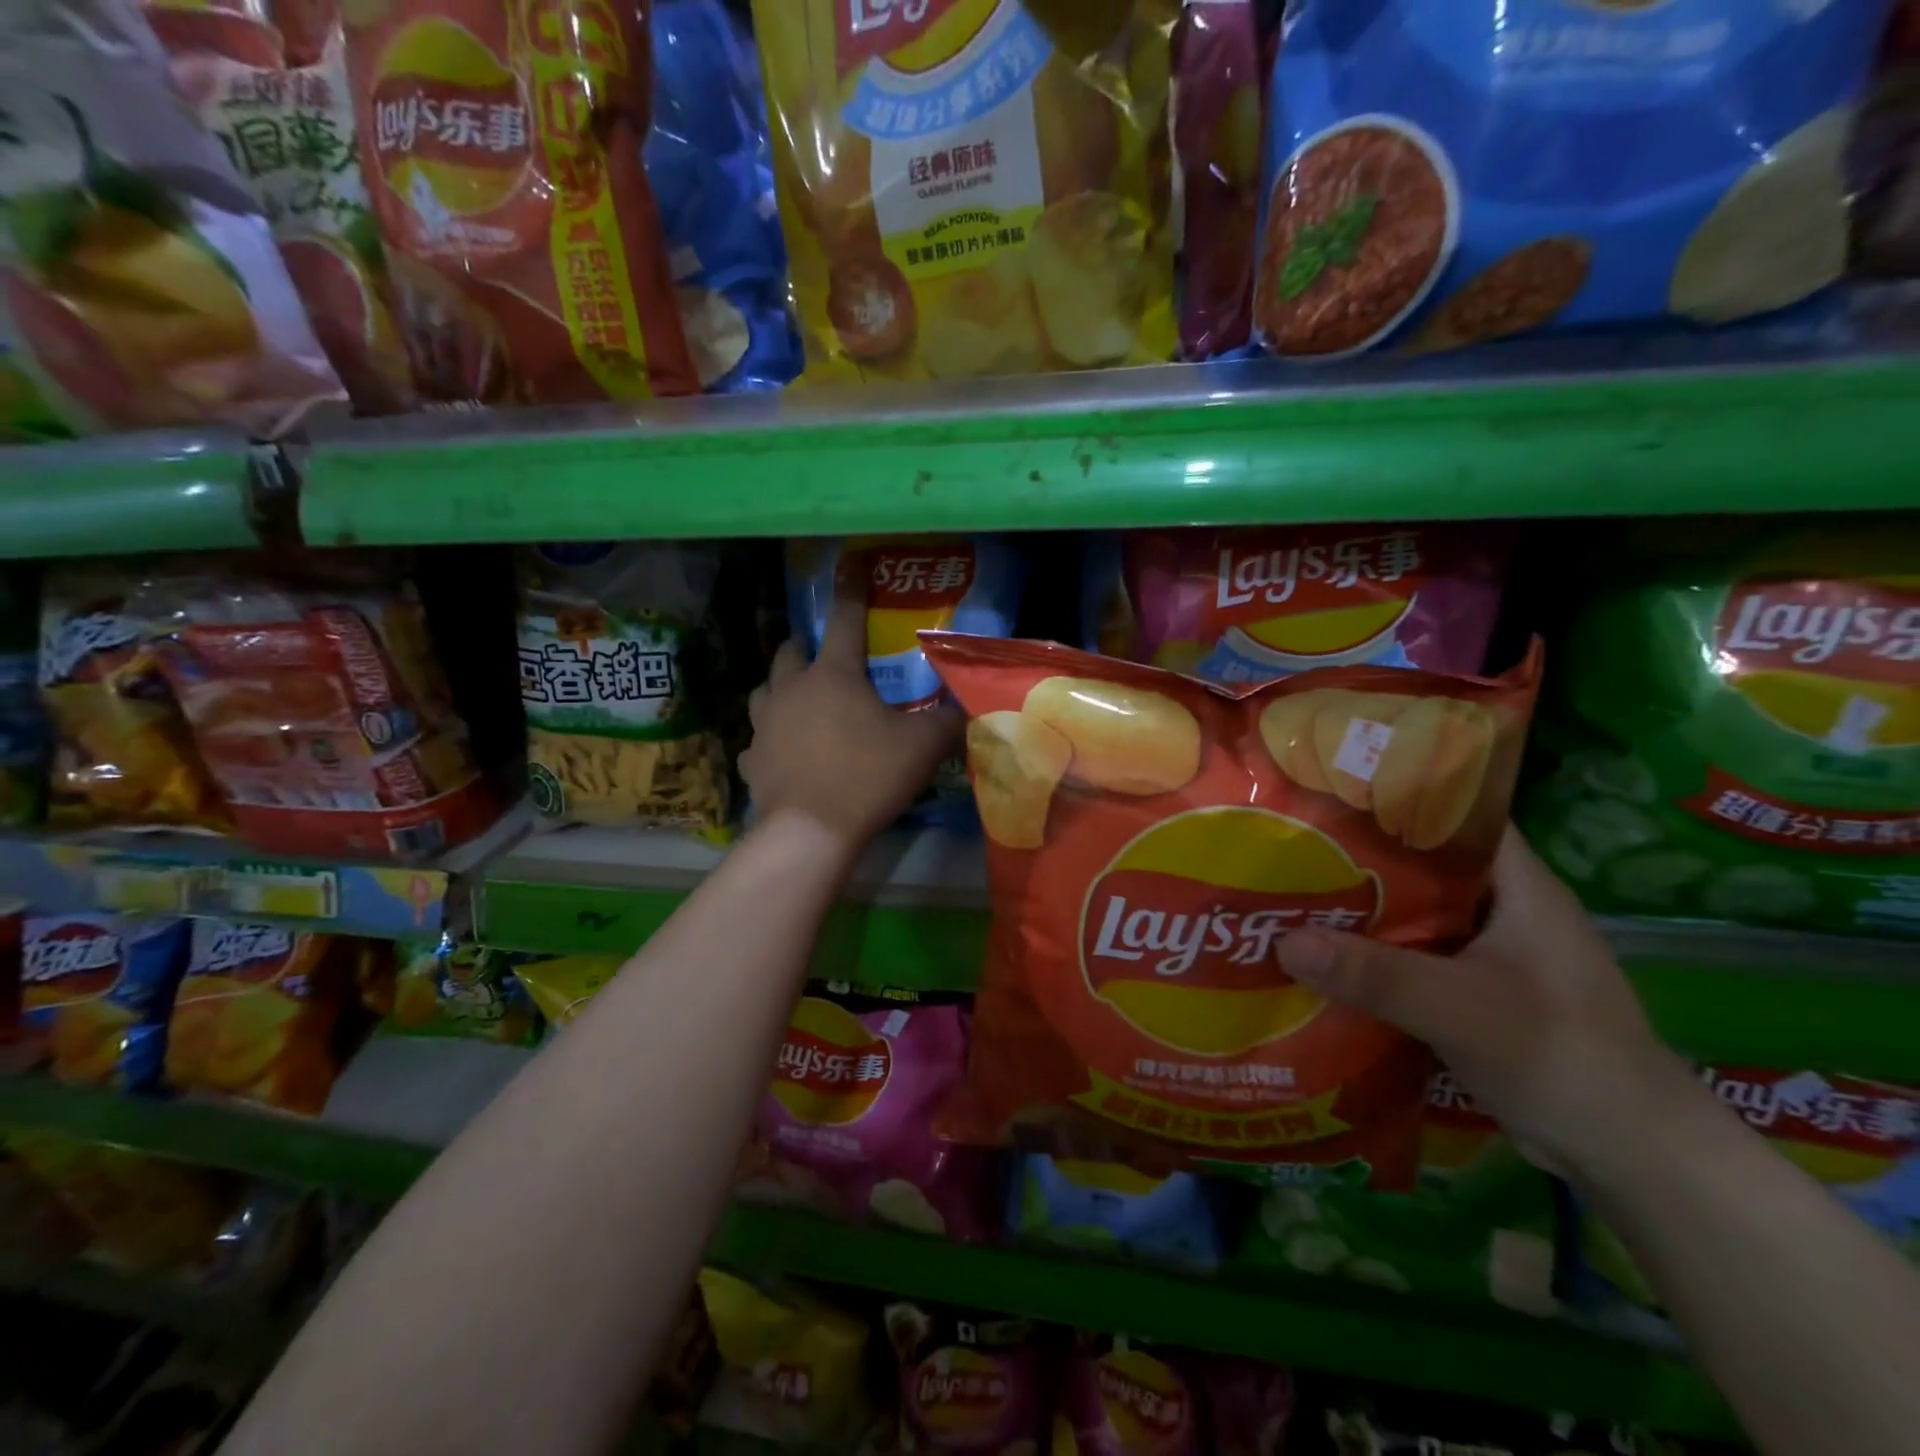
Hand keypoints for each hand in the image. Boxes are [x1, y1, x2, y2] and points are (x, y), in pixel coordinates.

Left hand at [740, 564, 960, 855]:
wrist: (811, 830)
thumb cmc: (867, 776)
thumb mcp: (922, 747)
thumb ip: (946, 721)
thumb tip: (964, 704)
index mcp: (833, 676)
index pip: (845, 620)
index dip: (852, 590)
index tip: (852, 563)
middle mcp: (791, 690)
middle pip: (790, 651)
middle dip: (805, 645)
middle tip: (821, 654)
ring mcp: (764, 724)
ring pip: (764, 690)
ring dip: (780, 687)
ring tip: (797, 699)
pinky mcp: (751, 760)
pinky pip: (756, 741)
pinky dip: (769, 741)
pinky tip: (782, 753)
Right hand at [1277, 826, 1694, 1176]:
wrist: (1633, 1157)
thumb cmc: (1561, 1057)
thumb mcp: (1460, 1009)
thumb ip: (1373, 975)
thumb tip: (1282, 940)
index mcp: (1518, 886)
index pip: (1453, 815)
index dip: (1393, 796)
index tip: (1324, 792)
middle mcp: (1504, 909)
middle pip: (1421, 865)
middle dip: (1356, 857)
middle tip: (1289, 847)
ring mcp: (1493, 953)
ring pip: (1413, 913)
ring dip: (1361, 911)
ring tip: (1291, 896)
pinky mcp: (1479, 993)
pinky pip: (1414, 957)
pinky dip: (1374, 955)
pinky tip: (1326, 960)